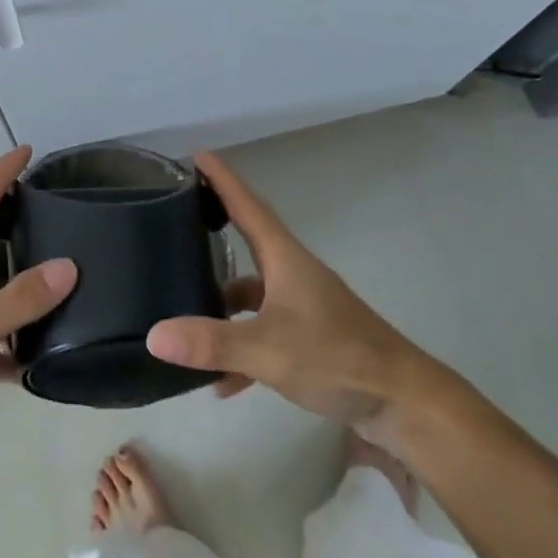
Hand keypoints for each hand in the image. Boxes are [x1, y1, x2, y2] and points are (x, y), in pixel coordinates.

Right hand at [146, 152, 448, 429]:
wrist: (404, 402)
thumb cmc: (338, 357)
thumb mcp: (268, 349)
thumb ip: (212, 342)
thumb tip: (153, 334)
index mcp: (284, 258)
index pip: (247, 205)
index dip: (222, 179)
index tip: (198, 155)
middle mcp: (292, 272)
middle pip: (248, 239)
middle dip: (215, 227)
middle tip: (177, 218)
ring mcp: (303, 305)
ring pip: (252, 291)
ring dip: (222, 300)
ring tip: (183, 309)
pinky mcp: (311, 336)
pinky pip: (264, 330)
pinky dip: (242, 346)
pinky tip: (222, 380)